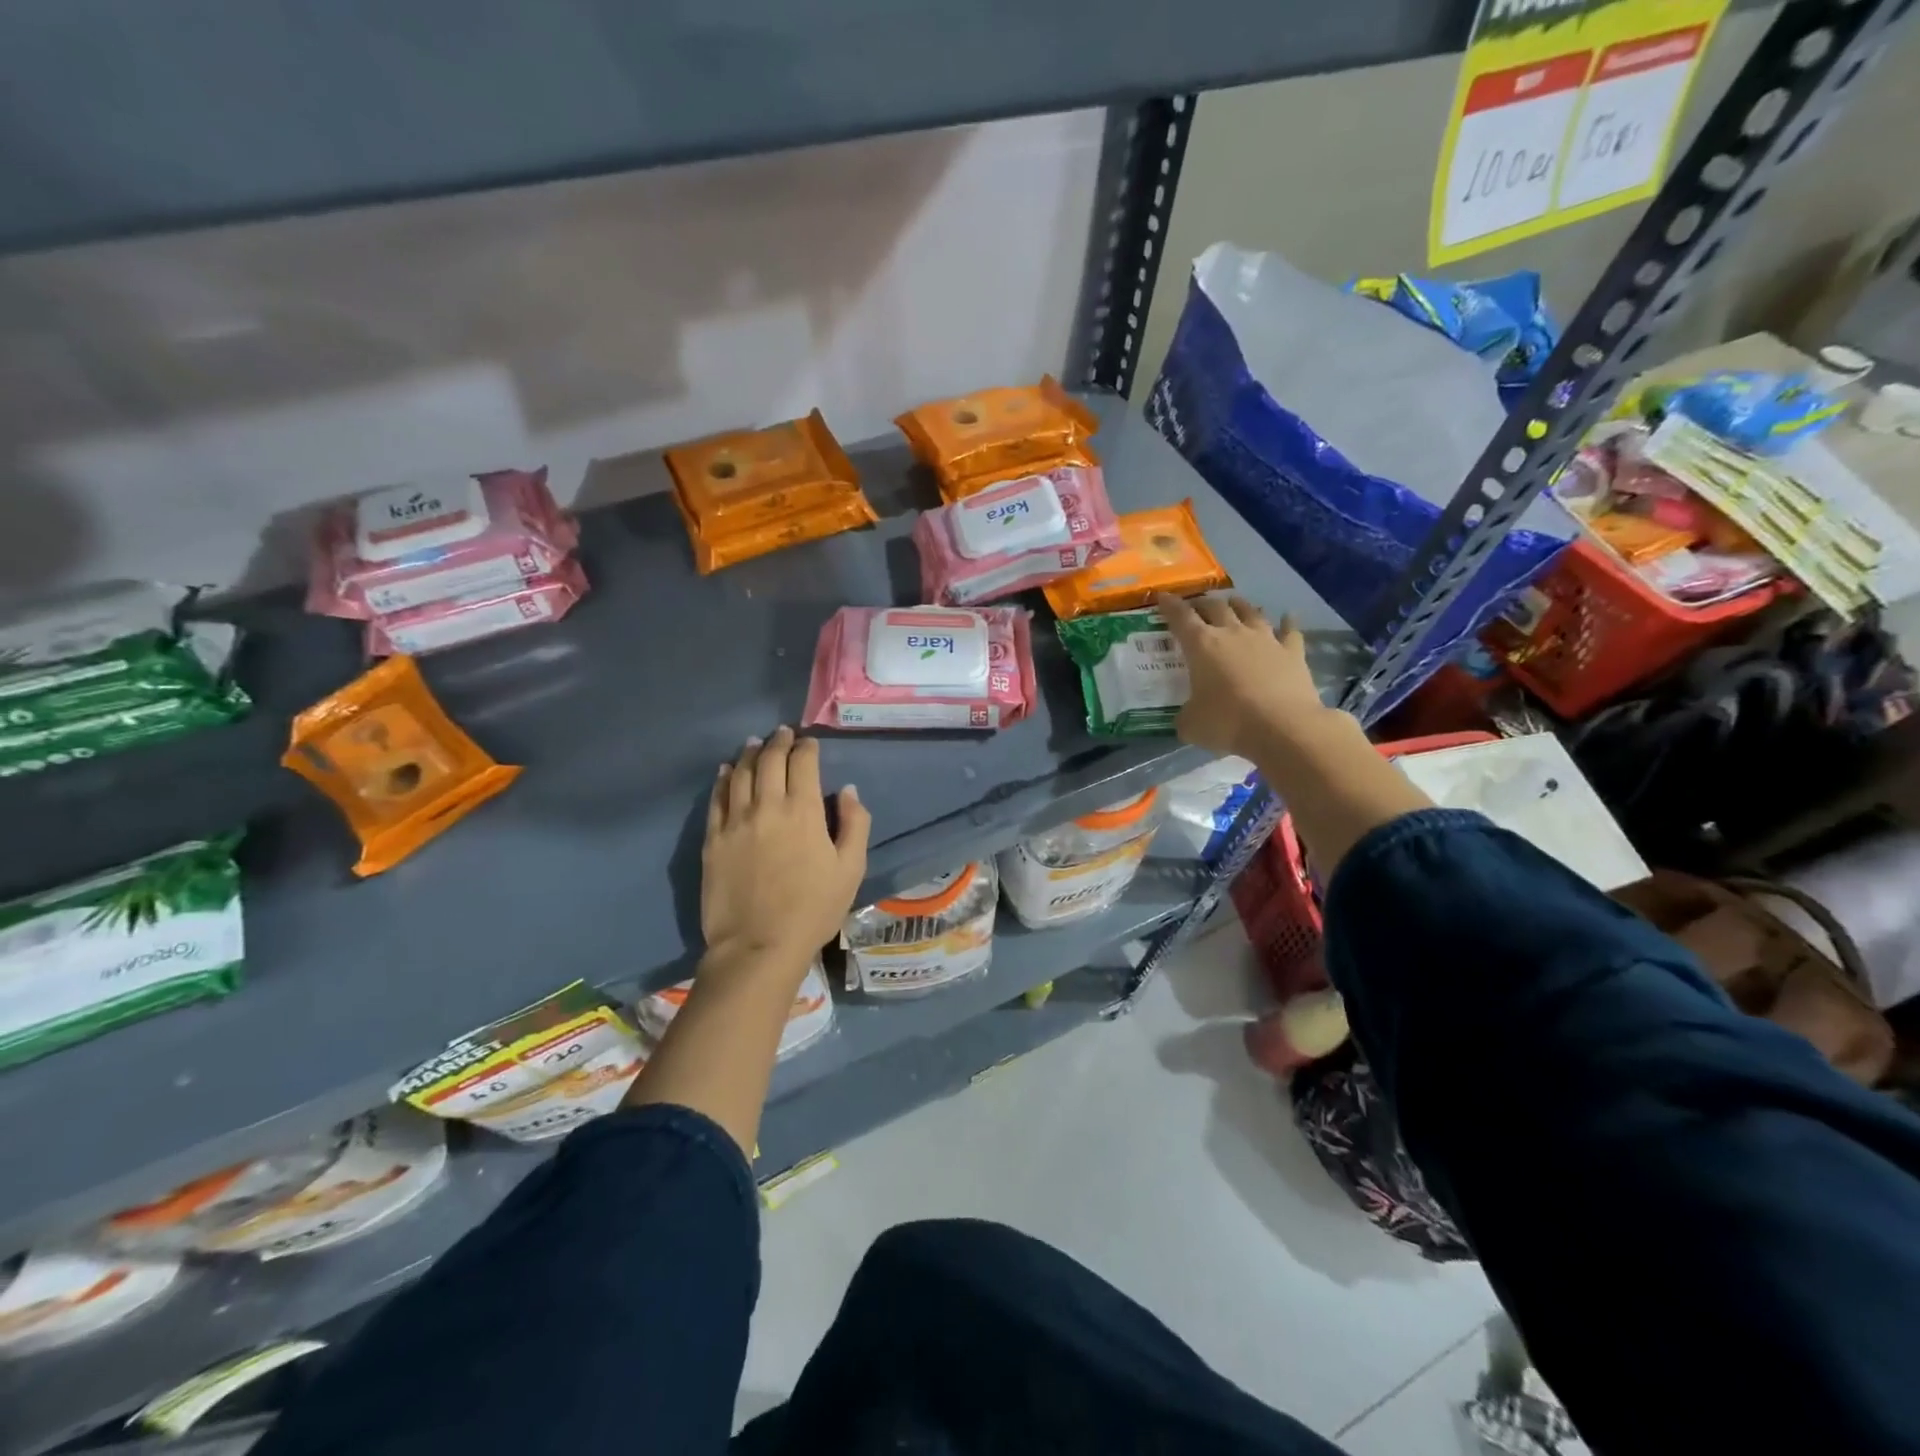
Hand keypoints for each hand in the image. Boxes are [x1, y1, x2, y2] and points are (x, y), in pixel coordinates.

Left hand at [702, 727, 870, 975]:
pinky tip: (726, 770)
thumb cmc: (813, 909)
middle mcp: (768, 806)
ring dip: (751, 754)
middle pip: (770, 760)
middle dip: (779, 742)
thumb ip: (855, 824)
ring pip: (741, 773)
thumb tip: (847, 790)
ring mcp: (736, 821)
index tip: (810, 742)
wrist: (758, 946)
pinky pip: (717, 798)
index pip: (803, 763)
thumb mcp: (851, 869)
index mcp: (804, 811)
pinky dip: (723, 778)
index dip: (807, 747)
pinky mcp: (713, 839)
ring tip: (756, 743)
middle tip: (783, 733)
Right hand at [1155, 593, 1332, 758]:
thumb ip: (1185, 715)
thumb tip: (1186, 717)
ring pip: (1250, 611)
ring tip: (1234, 604)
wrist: (1282, 728)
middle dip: (1203, 603)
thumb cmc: (1227, 723)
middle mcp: (1232, 633)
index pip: (1181, 617)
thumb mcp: (1191, 725)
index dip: (1170, 606)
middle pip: (1216, 607)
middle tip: (1197, 606)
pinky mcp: (1293, 652)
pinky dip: (1287, 622)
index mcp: (1202, 645)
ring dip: (1240, 605)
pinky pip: (1290, 630)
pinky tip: (1288, 616)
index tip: (1163, 597)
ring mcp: (1266, 639)